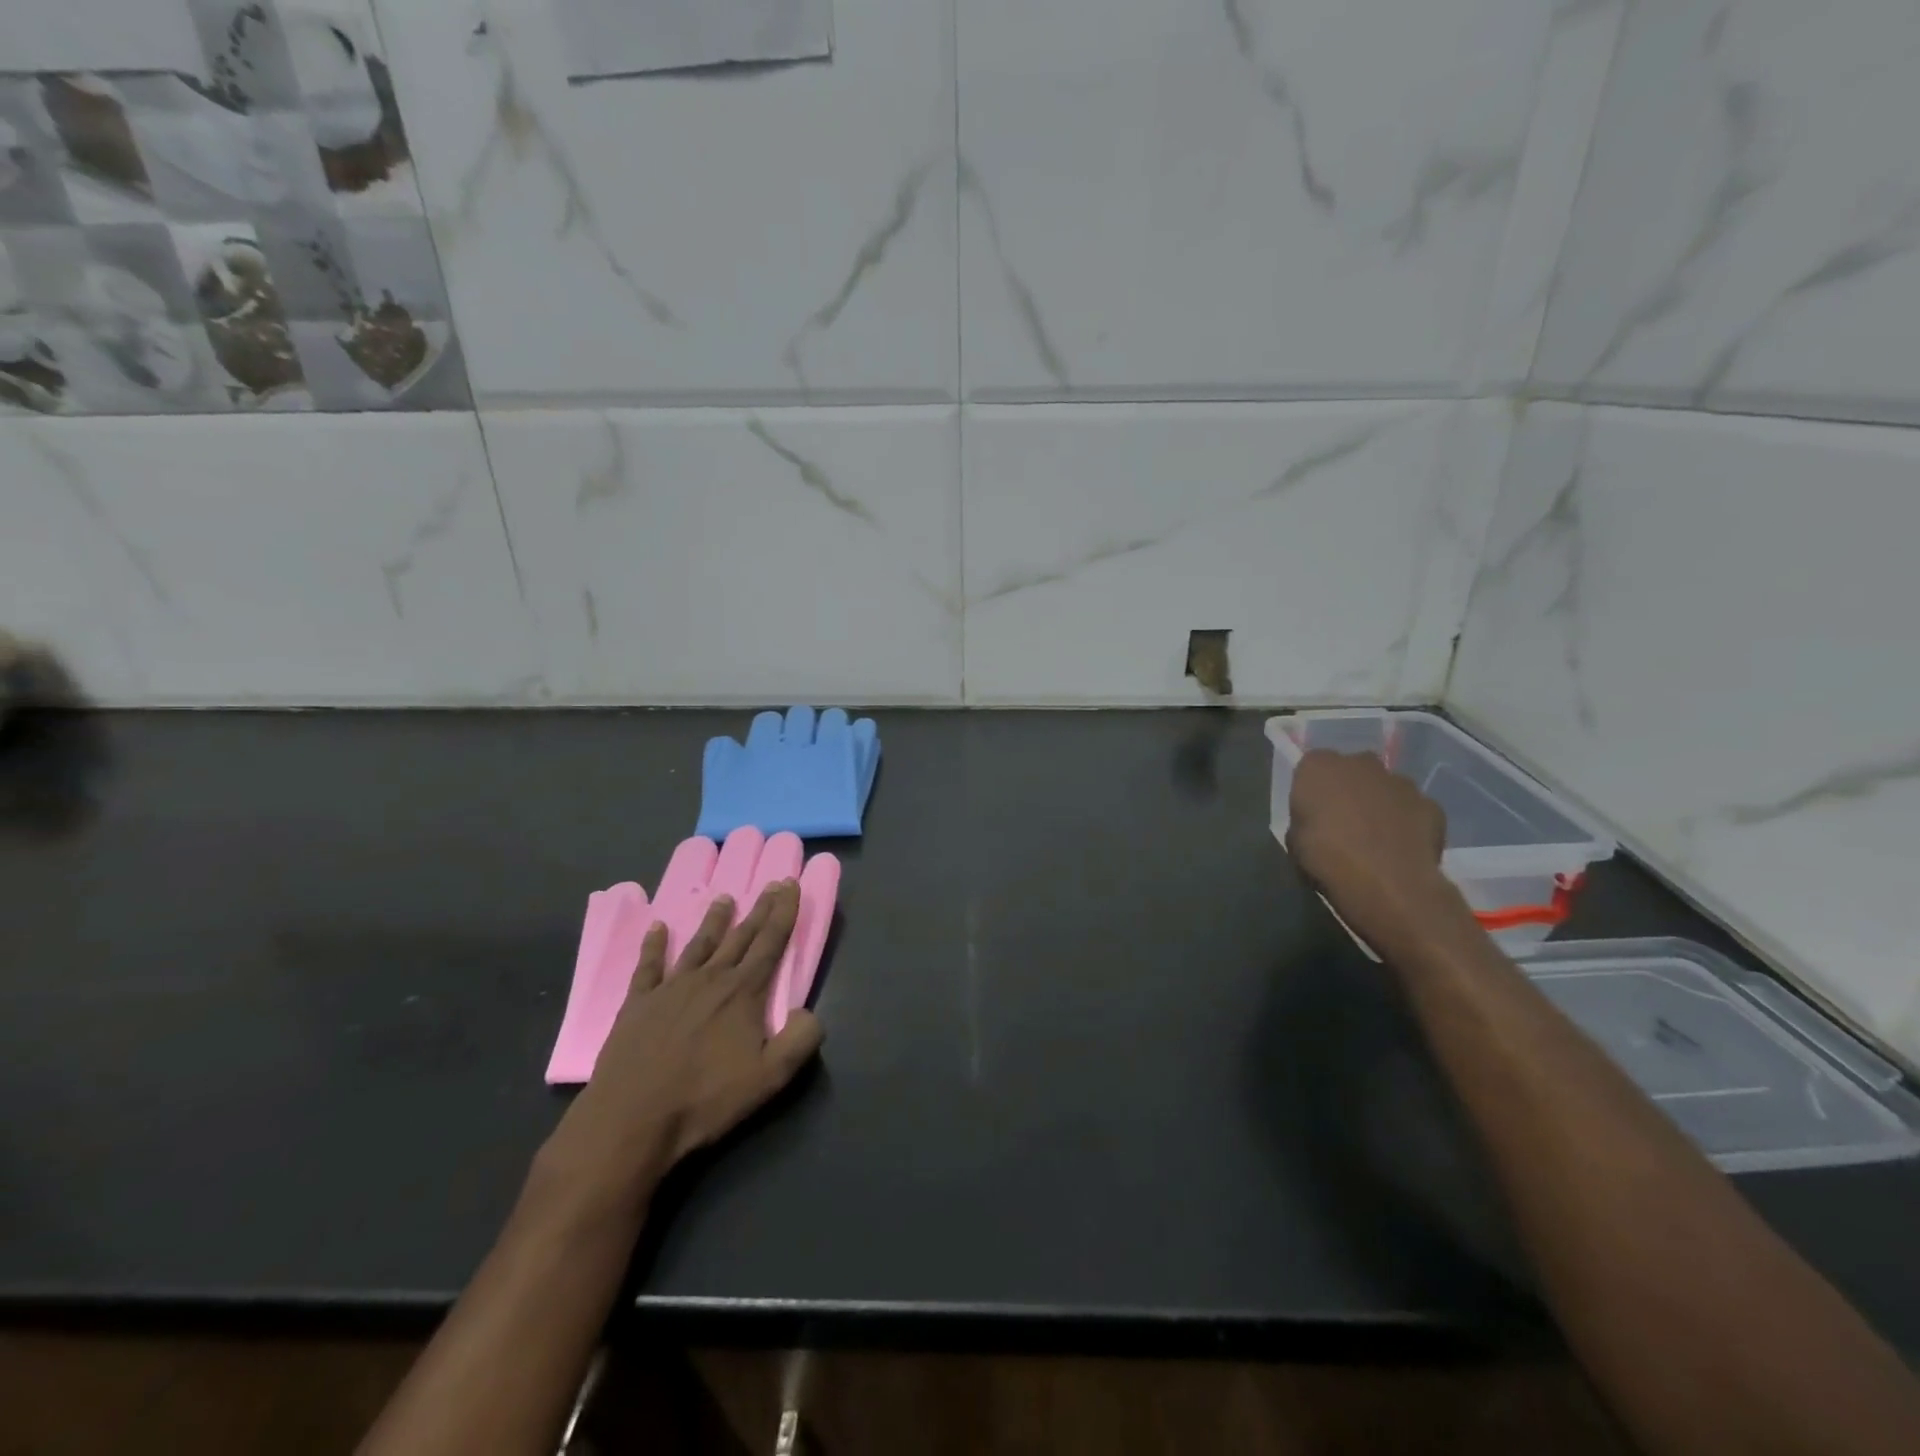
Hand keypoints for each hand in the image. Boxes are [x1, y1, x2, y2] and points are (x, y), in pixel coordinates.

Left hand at [533, 881, 824, 1224]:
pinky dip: (654, 944)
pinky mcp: (638, 1003)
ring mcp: (671, 987)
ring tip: (724, 898)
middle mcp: (710, 979)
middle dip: (759, 909)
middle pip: (740, 936)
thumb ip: (801, 1040)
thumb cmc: (706, 1099)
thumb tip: (810, 1011)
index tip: (791, 884)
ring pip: (699, 945)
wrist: (632, 1119)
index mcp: (743, 992)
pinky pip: (648, 965)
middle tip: (770, 883)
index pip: (771, 942)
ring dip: (714, 921)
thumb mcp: (770, 1077)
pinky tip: (657, 928)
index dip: (783, 912)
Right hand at [1286, 750, 1460, 946]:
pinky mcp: (1430, 804)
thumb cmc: (1325, 858)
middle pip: (1352, 770)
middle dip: (1349, 789)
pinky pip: (1413, 809)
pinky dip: (1407, 823)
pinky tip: (1401, 848)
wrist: (1386, 883)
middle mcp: (1360, 763)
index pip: (1311, 767)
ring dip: (1380, 804)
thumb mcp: (1294, 840)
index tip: (1312, 813)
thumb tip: (1317, 823)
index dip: (1312, 790)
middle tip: (1343, 821)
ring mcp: (1400, 781)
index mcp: (1319, 766)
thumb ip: (1306, 819)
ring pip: (1385, 788)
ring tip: (1375, 838)